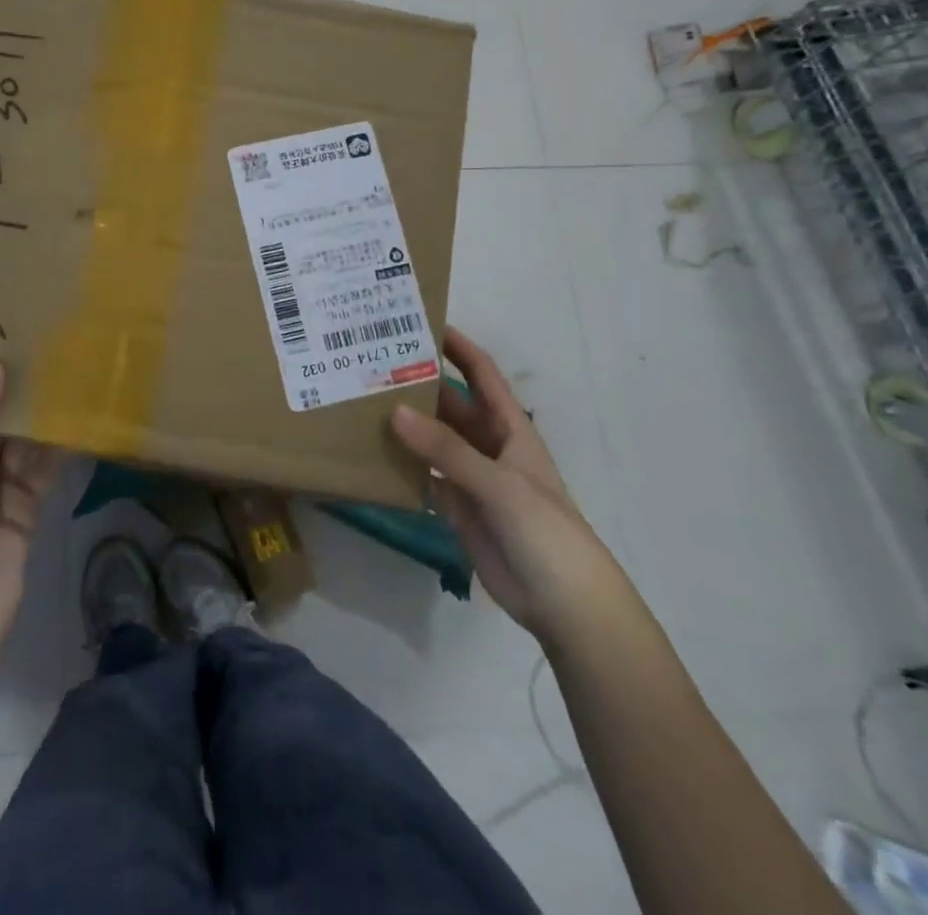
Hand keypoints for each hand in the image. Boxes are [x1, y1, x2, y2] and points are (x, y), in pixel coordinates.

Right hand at [389, 326, 630, 640]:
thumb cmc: (545, 531)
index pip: (482, 375)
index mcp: (510, 429)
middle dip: (419, 384)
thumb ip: (447, 450)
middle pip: (450, 405)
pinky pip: (425, 477)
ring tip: (362, 402)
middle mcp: (488, 446)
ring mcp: (472, 478)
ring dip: (406, 424)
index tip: (423, 323)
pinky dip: (402, 466)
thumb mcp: (499, 483)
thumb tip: (395, 411)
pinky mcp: (458, 509)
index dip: (458, 348)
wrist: (565, 605)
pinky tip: (372, 454)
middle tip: (373, 363)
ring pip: (433, 440)